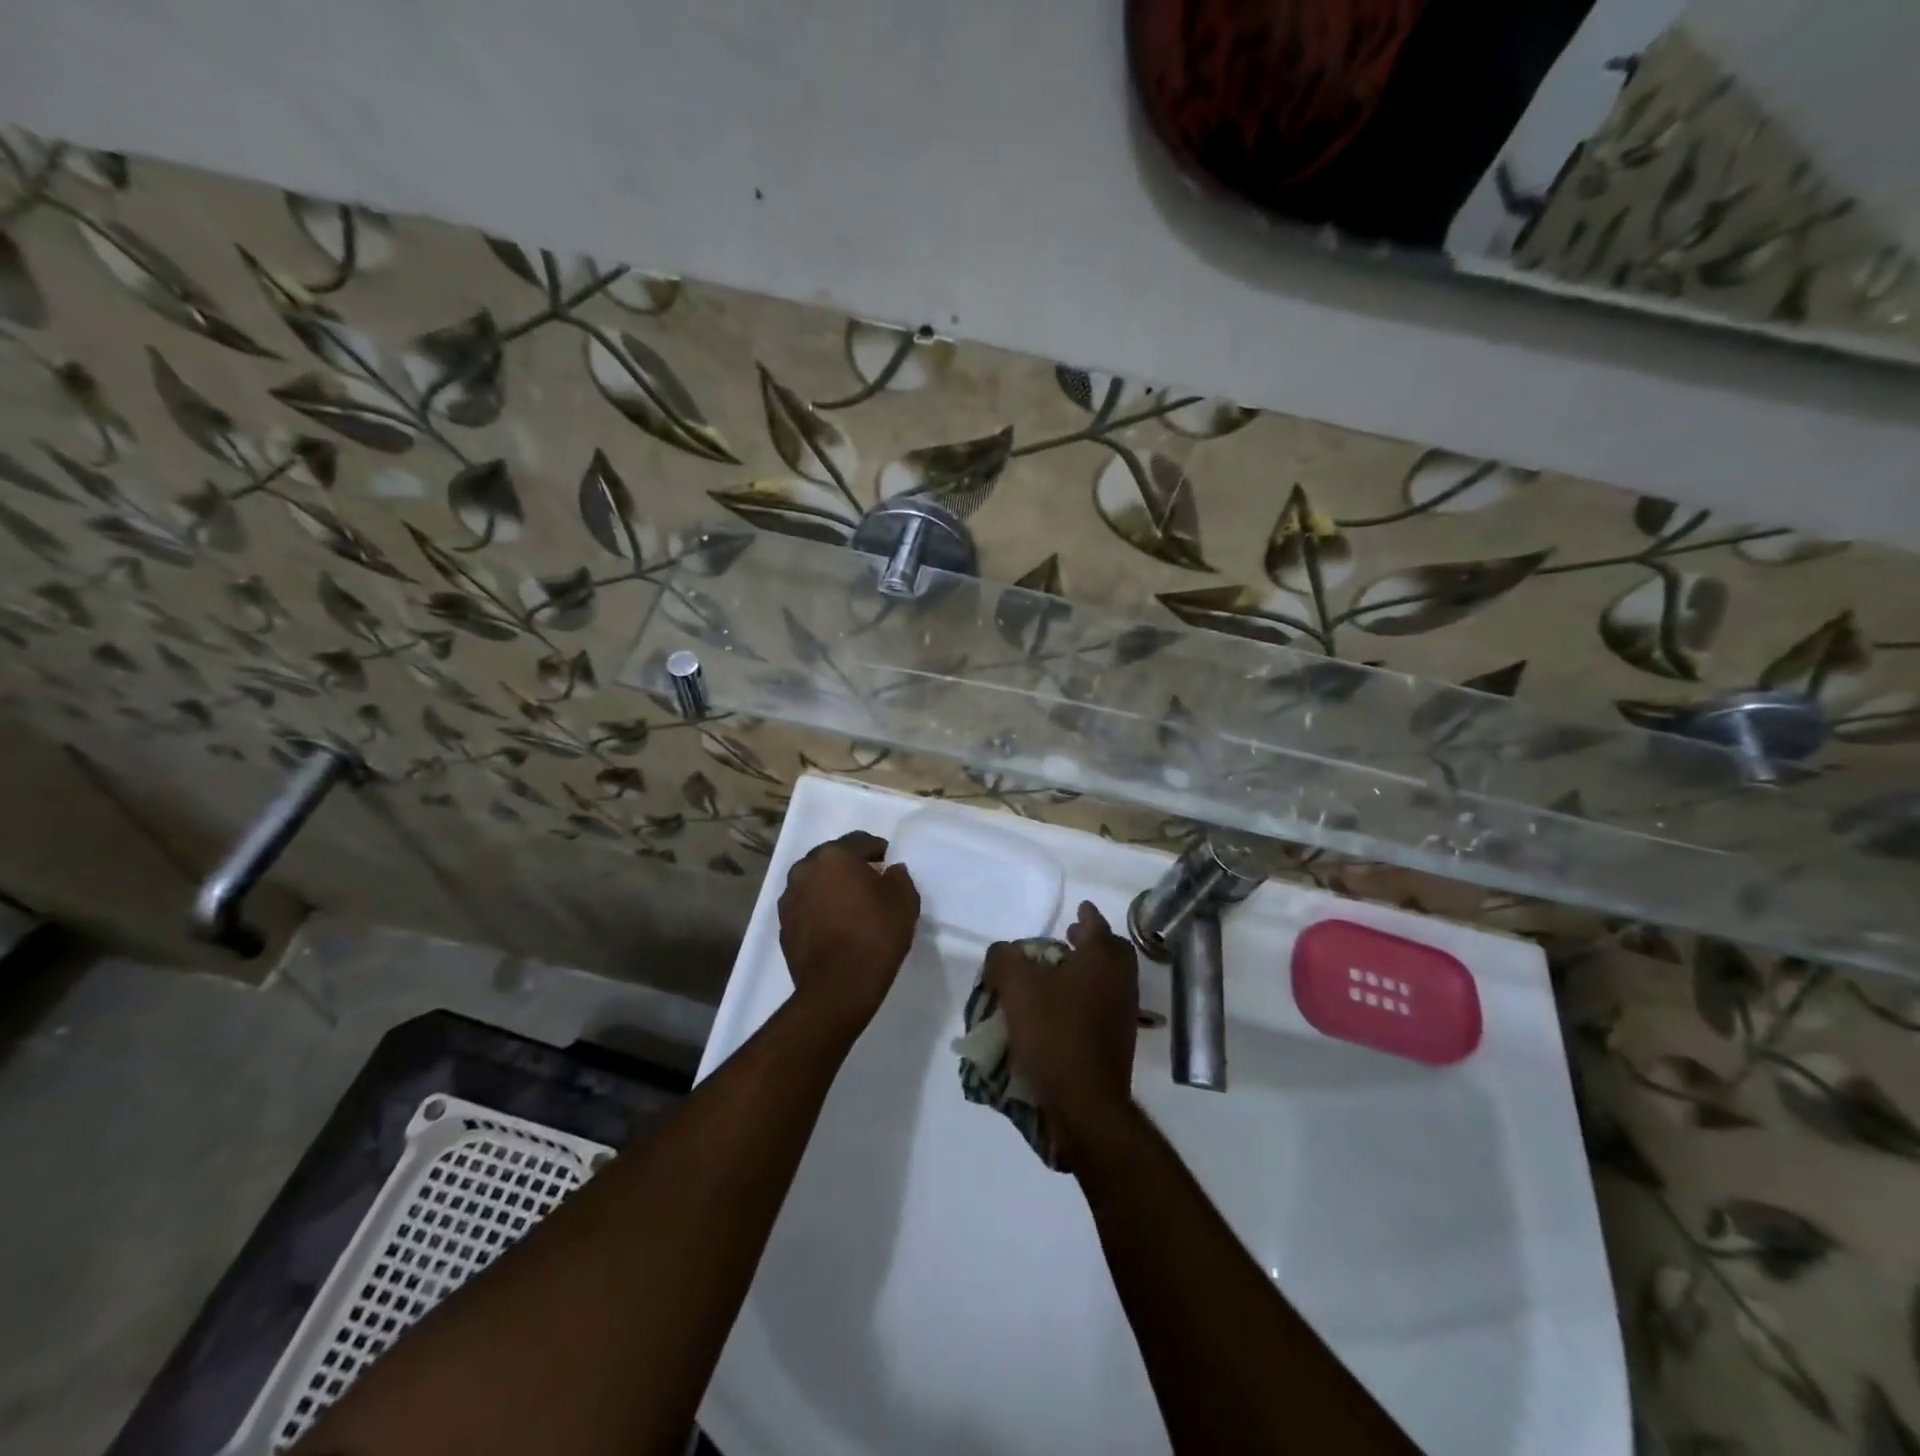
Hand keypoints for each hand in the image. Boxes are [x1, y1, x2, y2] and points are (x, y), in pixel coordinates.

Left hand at [778, 830, 920, 1035]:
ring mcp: (789, 898)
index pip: (860, 841)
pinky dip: (820, 909)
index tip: (889, 865)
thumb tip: (891, 871)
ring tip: (851, 906)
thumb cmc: (875, 936)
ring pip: (816, 882)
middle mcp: (805, 869)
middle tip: (871, 883)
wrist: (838, 988)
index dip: (878, 850)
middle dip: (851, 867)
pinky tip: (835, 926)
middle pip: (833, 858)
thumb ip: (899, 877)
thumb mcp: (905, 901)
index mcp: (834, 856)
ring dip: (832, 887)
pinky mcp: (783, 925)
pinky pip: (806, 906)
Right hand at [985, 901, 1138, 1146]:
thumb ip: (1004, 959)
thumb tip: (1002, 951)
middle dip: (1093, 940)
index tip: (1080, 907)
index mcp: (1101, 959)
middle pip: (1113, 950)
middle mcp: (1120, 981)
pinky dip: (1092, 995)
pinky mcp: (1121, 1040)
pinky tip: (1067, 1008)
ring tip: (1062, 973)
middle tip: (1070, 938)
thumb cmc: (1053, 1033)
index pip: (1097, 925)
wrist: (1086, 1101)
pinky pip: (1108, 1004)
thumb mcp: (1016, 989)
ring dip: (1091, 969)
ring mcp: (1125, 1012)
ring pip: (1112, 978)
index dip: (1087, 914)